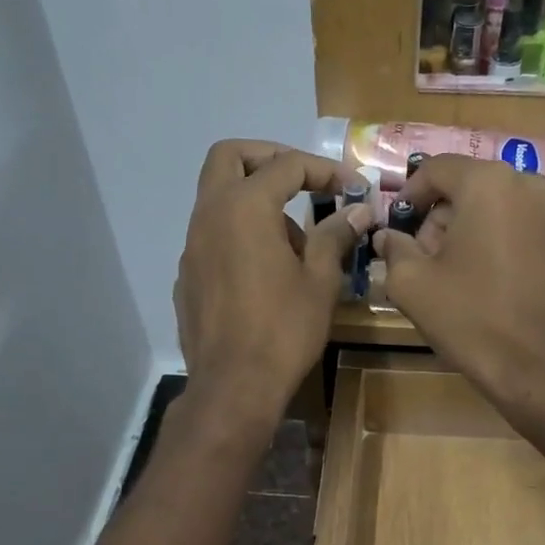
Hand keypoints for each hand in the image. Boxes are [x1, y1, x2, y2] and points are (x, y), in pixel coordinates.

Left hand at [176, 140, 369, 423]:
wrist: (234, 386)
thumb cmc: (283, 330)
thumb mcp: (319, 281)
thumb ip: (334, 236)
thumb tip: (356, 212)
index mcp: (244, 207)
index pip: (286, 166)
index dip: (324, 169)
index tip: (351, 187)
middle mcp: (209, 215)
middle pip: (230, 157)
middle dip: (269, 159)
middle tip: (302, 181)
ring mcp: (192, 246)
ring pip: (219, 198)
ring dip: (256, 201)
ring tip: (295, 245)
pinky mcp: (188, 276)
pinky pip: (213, 237)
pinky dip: (239, 235)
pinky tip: (265, 274)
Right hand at [372, 155, 544, 410]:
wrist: (539, 367)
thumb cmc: (470, 319)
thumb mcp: (411, 284)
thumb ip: (394, 249)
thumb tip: (388, 237)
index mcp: (489, 183)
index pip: (438, 168)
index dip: (410, 194)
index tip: (397, 224)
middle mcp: (531, 184)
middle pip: (472, 186)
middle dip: (443, 216)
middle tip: (424, 256)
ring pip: (502, 206)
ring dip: (474, 229)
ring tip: (458, 272)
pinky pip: (527, 228)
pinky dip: (504, 242)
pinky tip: (493, 281)